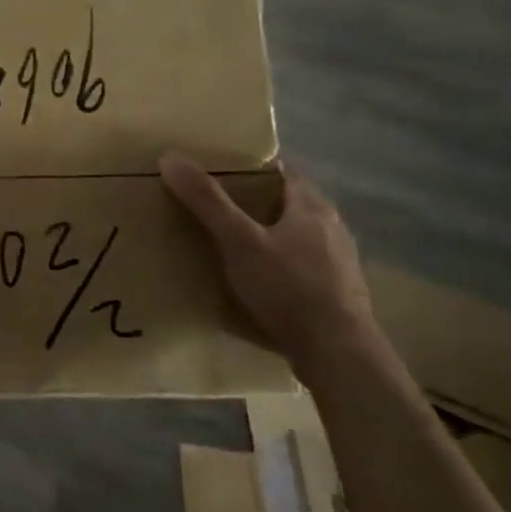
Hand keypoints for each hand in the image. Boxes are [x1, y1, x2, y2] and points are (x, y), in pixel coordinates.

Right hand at [159, 152, 375, 371]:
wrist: (338, 354)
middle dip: (254, 203)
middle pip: (288, 203)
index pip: (281, 171)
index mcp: (312, 206)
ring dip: (269, 235)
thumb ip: (206, 200)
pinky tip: (260, 281)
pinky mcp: (338, 293)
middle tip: (215, 207)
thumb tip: (171, 156)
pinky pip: (302, 266)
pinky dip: (280, 265)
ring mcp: (339, 262)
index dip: (250, 167)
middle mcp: (332, 227)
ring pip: (297, 236)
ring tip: (232, 244)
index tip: (218, 171)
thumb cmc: (288, 288)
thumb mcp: (238, 241)